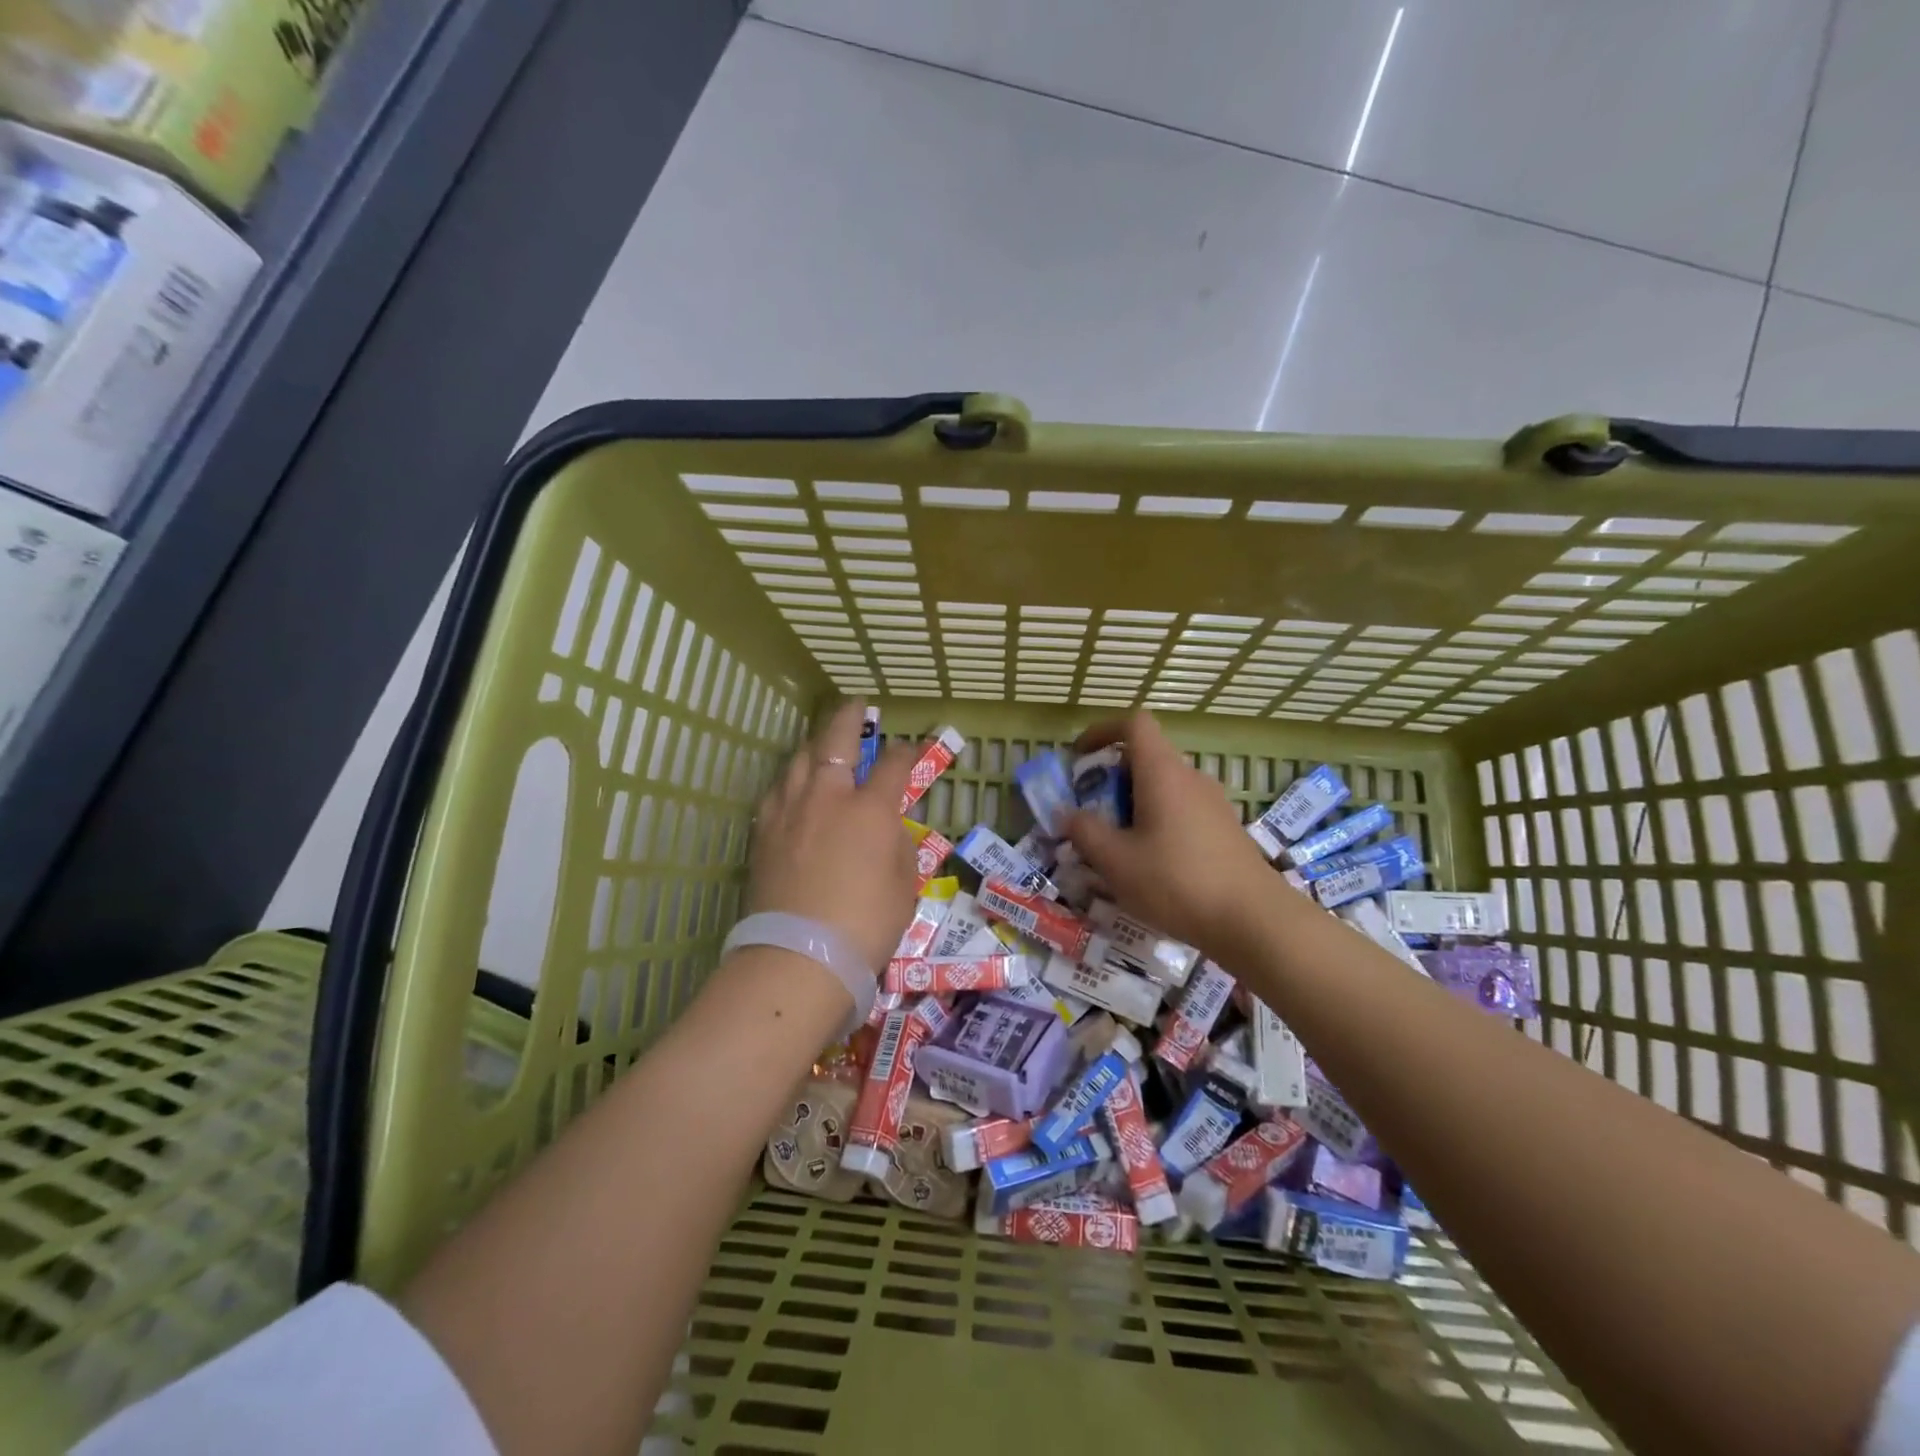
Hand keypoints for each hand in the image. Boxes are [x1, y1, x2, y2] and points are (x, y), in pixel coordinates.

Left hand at [746, 700, 920, 974]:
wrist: (800, 956)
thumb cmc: (866, 924)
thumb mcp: (905, 884)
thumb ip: (898, 844)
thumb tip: (886, 826)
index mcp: (870, 809)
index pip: (893, 764)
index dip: (906, 751)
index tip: (912, 748)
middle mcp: (827, 797)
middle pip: (835, 740)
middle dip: (848, 717)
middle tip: (855, 706)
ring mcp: (790, 811)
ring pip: (799, 759)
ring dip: (814, 744)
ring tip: (821, 742)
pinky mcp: (764, 832)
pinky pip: (777, 790)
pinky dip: (791, 779)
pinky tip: (794, 786)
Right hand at [1062, 712, 1276, 963]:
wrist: (1255, 921)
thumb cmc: (1177, 882)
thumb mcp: (1116, 861)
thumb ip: (1085, 831)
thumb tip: (1067, 813)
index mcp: (1163, 772)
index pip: (1134, 724)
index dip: (1102, 731)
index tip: (1079, 757)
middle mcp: (1190, 778)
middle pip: (1146, 758)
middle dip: (1111, 779)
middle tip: (1090, 813)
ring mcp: (1213, 803)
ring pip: (1163, 788)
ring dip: (1133, 805)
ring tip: (1115, 846)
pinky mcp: (1224, 829)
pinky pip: (1181, 811)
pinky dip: (1157, 823)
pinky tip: (1149, 865)